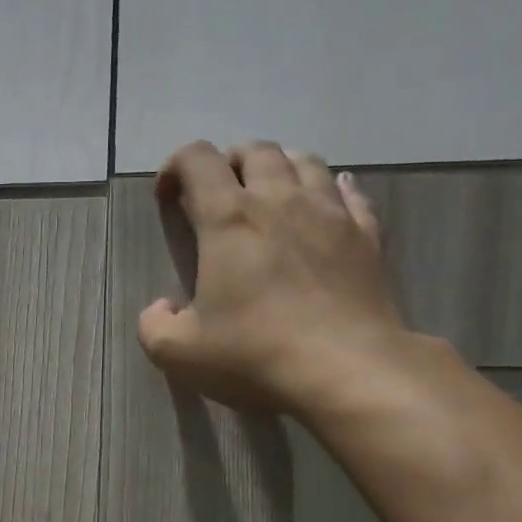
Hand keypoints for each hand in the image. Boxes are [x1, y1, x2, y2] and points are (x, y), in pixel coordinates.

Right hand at [137, 140, 410, 417]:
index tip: (167, 196)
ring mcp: (330, 213)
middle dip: (229, 163)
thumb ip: (154, 325)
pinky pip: (352, 193)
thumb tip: (162, 307)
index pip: (197, 160)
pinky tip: (328, 202)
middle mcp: (280, 200)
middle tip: (217, 196)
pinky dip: (333, 189)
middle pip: (255, 151)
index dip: (175, 166)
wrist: (347, 370)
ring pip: (305, 162)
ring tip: (269, 196)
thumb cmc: (254, 354)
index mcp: (228, 219)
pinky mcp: (367, 235)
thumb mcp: (179, 352)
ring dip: (279, 168)